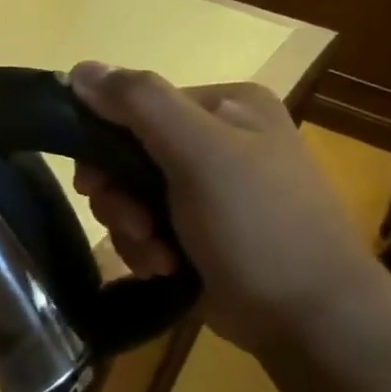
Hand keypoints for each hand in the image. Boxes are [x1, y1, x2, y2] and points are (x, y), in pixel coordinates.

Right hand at [68, 62, 390, 353]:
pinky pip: (145, 226)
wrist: (312, 322)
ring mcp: (210, 187)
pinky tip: (166, 267)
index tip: (96, 185)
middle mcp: (217, 138)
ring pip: (129, 195)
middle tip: (136, 226)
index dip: (102, 145)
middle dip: (120, 198)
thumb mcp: (199, 154)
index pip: (131, 106)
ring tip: (158, 257)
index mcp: (225, 106)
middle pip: (125, 154)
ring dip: (130, 229)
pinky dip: (145, 248)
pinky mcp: (201, 230)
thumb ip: (139, 103)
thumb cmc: (259, 227)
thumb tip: (78, 69)